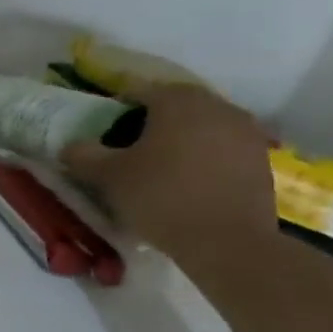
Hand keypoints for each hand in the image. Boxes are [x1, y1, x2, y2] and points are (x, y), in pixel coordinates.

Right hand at [61, 81, 276, 263]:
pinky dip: (203, 155)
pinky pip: (222, 146)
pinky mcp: (261, 159)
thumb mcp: (107, 176)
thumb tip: (71, 146)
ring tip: (159, 164)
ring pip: (202, 124)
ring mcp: (246, 132)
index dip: (116, 107)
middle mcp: (216, 106)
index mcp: (177, 101)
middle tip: (128, 146)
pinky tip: (187, 179)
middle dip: (150, 120)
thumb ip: (83, 154)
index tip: (102, 129)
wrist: (227, 242)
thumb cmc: (161, 196)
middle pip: (175, 104)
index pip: (138, 90)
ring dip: (180, 137)